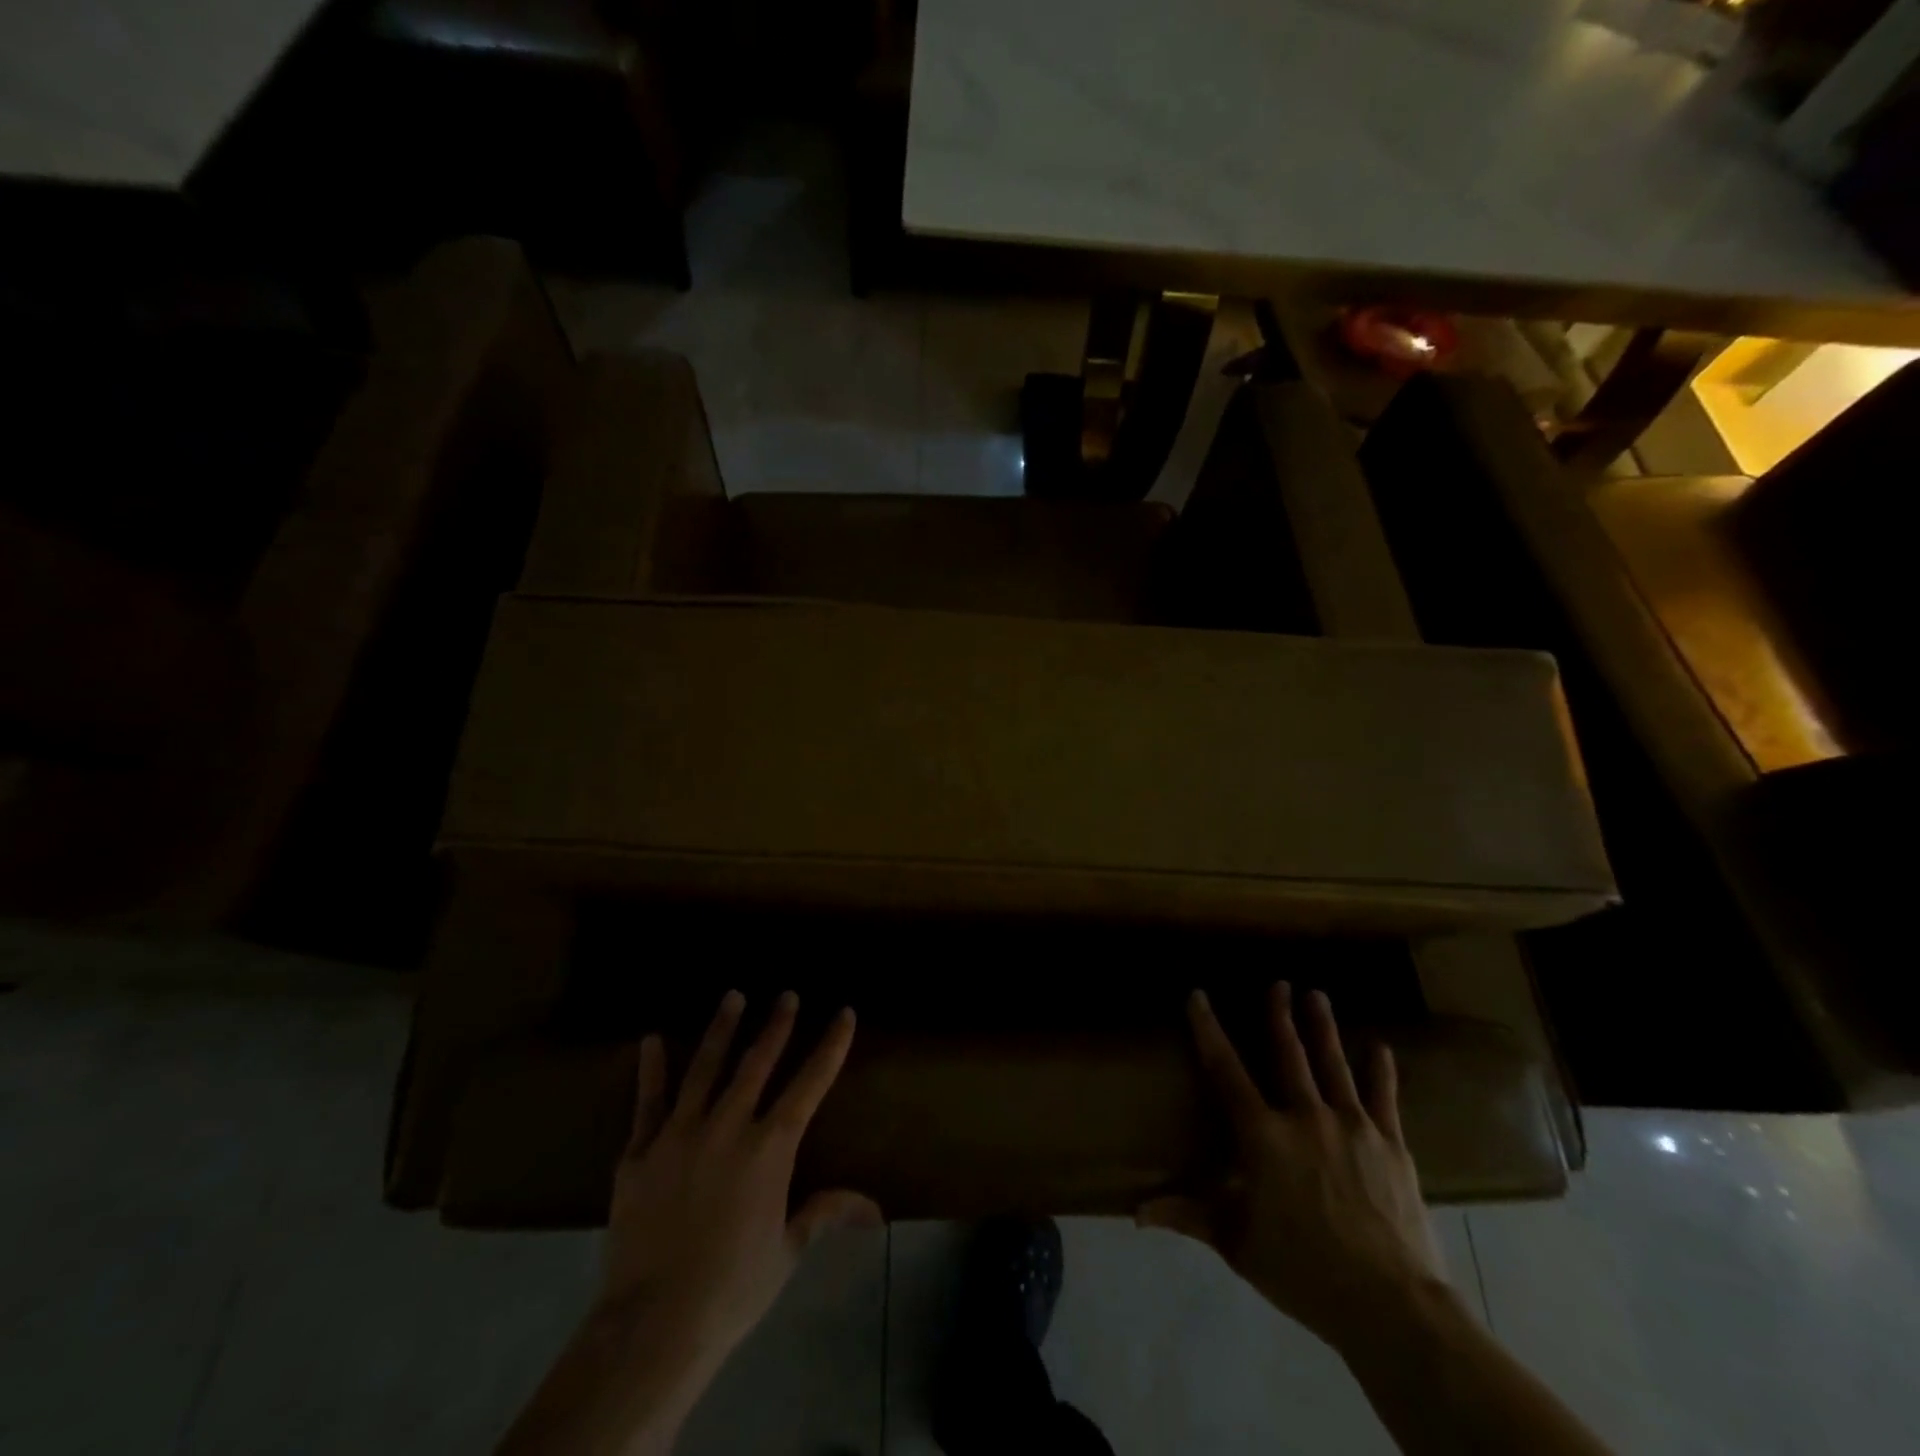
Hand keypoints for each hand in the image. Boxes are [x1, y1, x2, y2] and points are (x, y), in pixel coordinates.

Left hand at [598, 990, 882, 1367]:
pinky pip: (648, 1102)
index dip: (830, 1046)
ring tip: (733, 996)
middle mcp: (728, 1127)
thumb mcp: (787, 1250)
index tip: (843, 1013)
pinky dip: (652, 1070)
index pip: (809, 1084)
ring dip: (722, 1029)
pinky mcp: (640, 1152)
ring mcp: (680, 1134)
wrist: (653, 1323)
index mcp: (769, 1149)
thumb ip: (825, 1213)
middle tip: (786, 994)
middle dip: (776, 1025)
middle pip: (757, 1063)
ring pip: (705, 1069)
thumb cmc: (732, 1287)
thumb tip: (876, 1210)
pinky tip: (652, 1039)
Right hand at [1137, 983, 1447, 1352]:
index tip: (1198, 996)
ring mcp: (1352, 1126)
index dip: (1208, 1030)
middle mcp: (1305, 1117)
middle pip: (1289, 1054)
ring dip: (1323, 1027)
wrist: (1390, 1305)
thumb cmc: (1304, 1271)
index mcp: (1263, 1136)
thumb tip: (1137, 1212)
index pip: (1226, 1070)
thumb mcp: (1238, 1244)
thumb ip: (1189, 1216)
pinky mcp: (1391, 1145)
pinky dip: (1382, 1071)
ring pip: (1334, 1064)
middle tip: (1278, 983)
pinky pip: (1384, 1098)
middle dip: (1280, 1015)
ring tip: (1317, 995)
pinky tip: (1382, 1047)